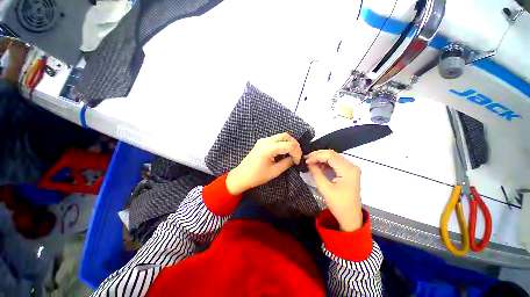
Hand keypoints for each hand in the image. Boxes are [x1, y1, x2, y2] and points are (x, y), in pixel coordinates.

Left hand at [226, 133, 301, 195]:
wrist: (241, 176)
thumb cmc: (256, 176)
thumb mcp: (274, 172)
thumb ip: (286, 163)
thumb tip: (294, 159)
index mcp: (268, 148)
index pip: (288, 145)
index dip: (296, 152)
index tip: (297, 161)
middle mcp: (265, 141)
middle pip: (285, 136)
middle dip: (294, 144)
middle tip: (297, 155)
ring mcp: (263, 140)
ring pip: (281, 136)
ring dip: (289, 143)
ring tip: (292, 154)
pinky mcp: (261, 142)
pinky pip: (275, 139)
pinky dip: (282, 143)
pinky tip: (284, 152)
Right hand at [306, 150, 362, 231]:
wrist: (350, 217)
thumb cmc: (339, 204)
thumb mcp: (325, 188)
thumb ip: (316, 173)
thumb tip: (308, 162)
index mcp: (348, 169)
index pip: (330, 155)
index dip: (316, 156)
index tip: (306, 161)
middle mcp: (351, 166)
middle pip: (332, 154)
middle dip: (318, 156)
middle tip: (306, 160)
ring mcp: (350, 168)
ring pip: (333, 157)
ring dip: (321, 159)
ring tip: (310, 162)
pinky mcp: (348, 172)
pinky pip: (335, 163)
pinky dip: (325, 163)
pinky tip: (317, 166)